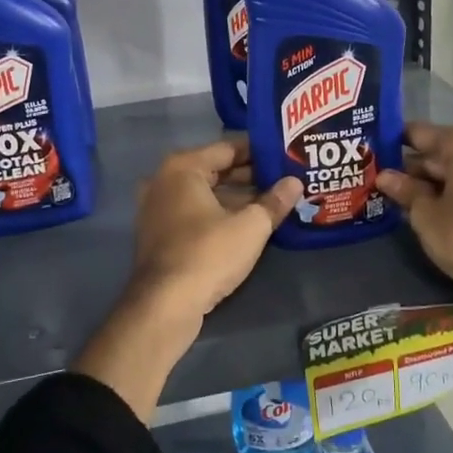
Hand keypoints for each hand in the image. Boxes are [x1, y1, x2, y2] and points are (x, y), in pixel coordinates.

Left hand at [72, 138, 302, 419]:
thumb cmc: (208, 254)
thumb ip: (274, 201)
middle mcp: (164, 181)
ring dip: (236, 197)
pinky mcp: (159, 234)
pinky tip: (247, 224)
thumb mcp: (250, 226)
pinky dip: (219, 214)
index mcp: (183, 168)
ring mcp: (157, 208)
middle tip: (285, 178)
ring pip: (205, 194)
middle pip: (215, 170)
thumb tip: (294, 183)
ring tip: (274, 201)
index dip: (259, 151)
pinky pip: (194, 213)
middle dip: (250, 175)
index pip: (228, 148)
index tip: (285, 154)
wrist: (165, 305)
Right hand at [376, 123, 452, 336]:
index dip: (394, 142)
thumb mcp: (426, 215)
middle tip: (381, 182)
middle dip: (413, 168)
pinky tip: (433, 213)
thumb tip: (385, 176)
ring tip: (402, 201)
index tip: (372, 153)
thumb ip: (405, 191)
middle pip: (442, 153)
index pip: (420, 133)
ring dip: (434, 185)